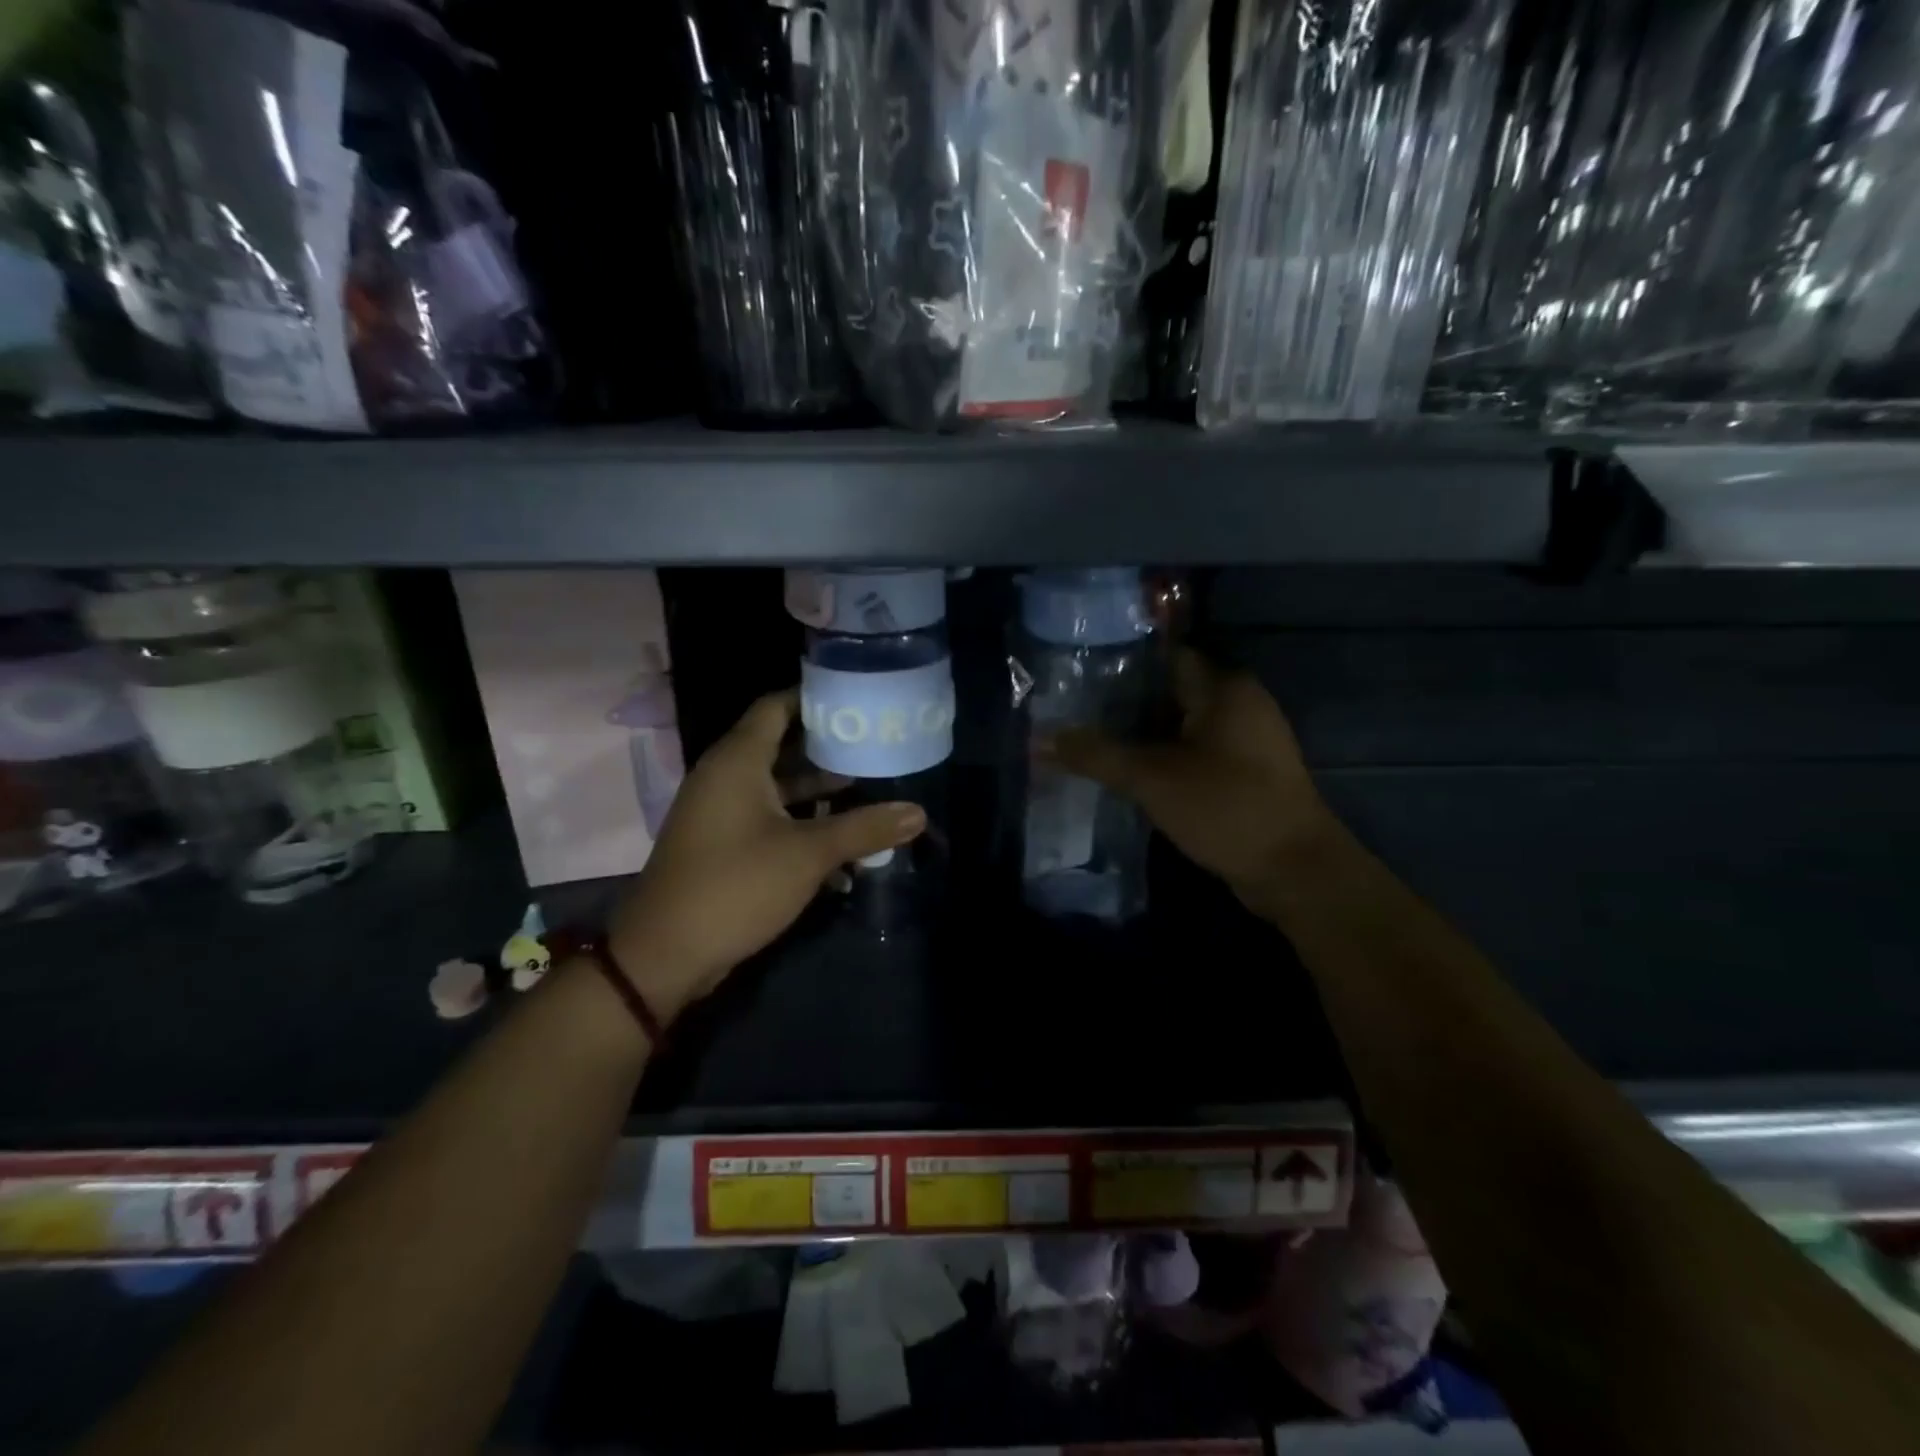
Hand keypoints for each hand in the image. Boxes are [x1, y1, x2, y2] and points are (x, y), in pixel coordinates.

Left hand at [605, 690, 925, 1021]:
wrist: (665, 954)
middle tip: (876, 743)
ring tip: (870, 786)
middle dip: (828, 746)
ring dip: (819, 788)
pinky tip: (842, 838)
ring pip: (778, 786)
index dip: (815, 697)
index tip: (858, 700)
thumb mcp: (807, 855)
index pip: (776, 706)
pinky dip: (802, 821)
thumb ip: (863, 829)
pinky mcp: (723, 843)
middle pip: (781, 744)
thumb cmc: (736, 885)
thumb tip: (918, 812)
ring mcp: (722, 812)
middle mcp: (725, 777)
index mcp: (738, 761)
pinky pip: (769, 817)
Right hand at [1046, 649, 1332, 907]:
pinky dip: (1163, 757)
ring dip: (1141, 734)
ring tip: (1090, 740)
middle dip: (1123, 703)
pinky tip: (1128, 772)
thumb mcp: (1152, 779)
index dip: (1120, 663)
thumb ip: (1097, 755)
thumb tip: (1041, 739)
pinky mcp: (1246, 773)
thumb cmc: (1227, 808)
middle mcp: (1240, 703)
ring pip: (1181, 725)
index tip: (1077, 674)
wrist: (1295, 871)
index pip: (1164, 657)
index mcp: (1224, 688)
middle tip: (1073, 712)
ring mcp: (1246, 740)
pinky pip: (1194, 752)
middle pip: (1170, 691)